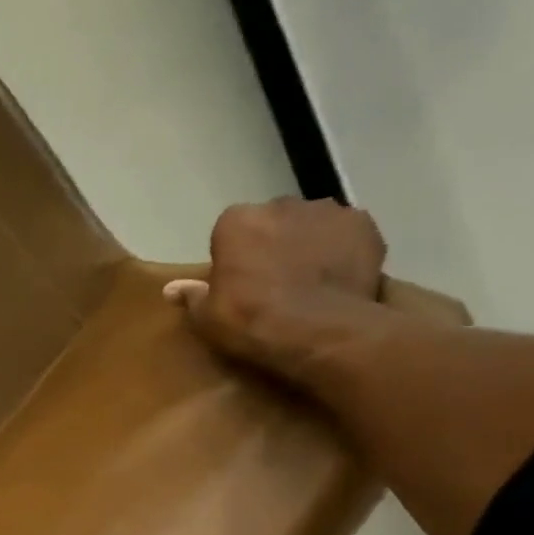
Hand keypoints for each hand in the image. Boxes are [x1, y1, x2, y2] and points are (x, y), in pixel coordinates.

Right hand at [164, 197, 387, 375]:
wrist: (318, 330)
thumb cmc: (251, 321)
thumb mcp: (207, 318)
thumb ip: (192, 296)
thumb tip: (171, 289)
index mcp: (236, 221)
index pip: (230, 231)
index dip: (235, 257)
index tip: (239, 283)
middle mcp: (280, 204)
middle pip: (273, 221)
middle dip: (273, 243)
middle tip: (275, 281)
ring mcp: (326, 211)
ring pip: (311, 224)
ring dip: (309, 243)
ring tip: (311, 280)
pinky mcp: (363, 225)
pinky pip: (347, 234)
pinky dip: (343, 249)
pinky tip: (340, 277)